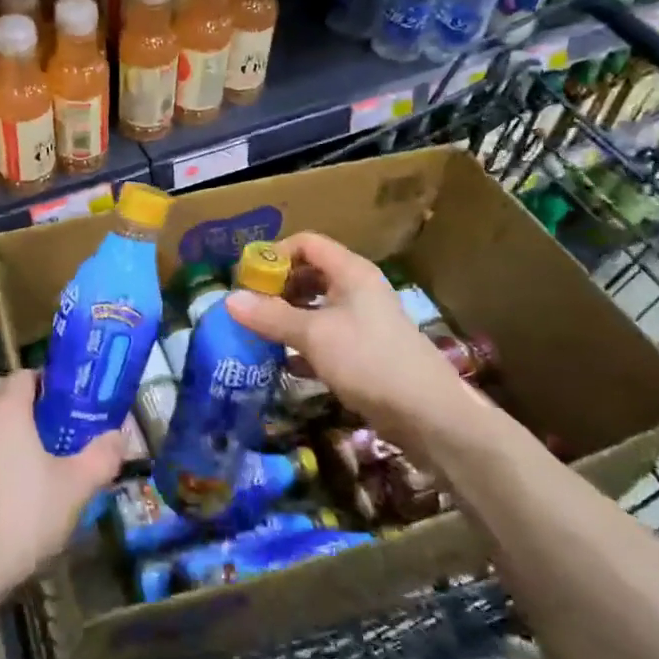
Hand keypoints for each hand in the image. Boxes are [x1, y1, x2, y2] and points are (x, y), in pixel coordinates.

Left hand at [0, 370, 123, 611]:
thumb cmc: (24, 516)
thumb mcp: (76, 488)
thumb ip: (102, 457)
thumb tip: (119, 437)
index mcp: (6, 410)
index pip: (23, 374)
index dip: (45, 381)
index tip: (66, 400)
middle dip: (20, 396)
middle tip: (48, 421)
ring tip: (25, 448)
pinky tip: (1, 480)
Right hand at [225, 232, 474, 435]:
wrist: (429, 415)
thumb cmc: (369, 361)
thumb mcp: (313, 335)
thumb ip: (271, 316)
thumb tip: (229, 299)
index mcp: (351, 272)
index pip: (307, 243)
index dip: (276, 254)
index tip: (248, 278)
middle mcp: (358, 289)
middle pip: (311, 273)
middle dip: (278, 287)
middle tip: (250, 308)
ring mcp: (364, 321)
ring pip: (318, 306)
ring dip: (288, 316)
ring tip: (260, 333)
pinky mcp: (366, 351)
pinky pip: (327, 335)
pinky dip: (304, 343)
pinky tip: (284, 362)